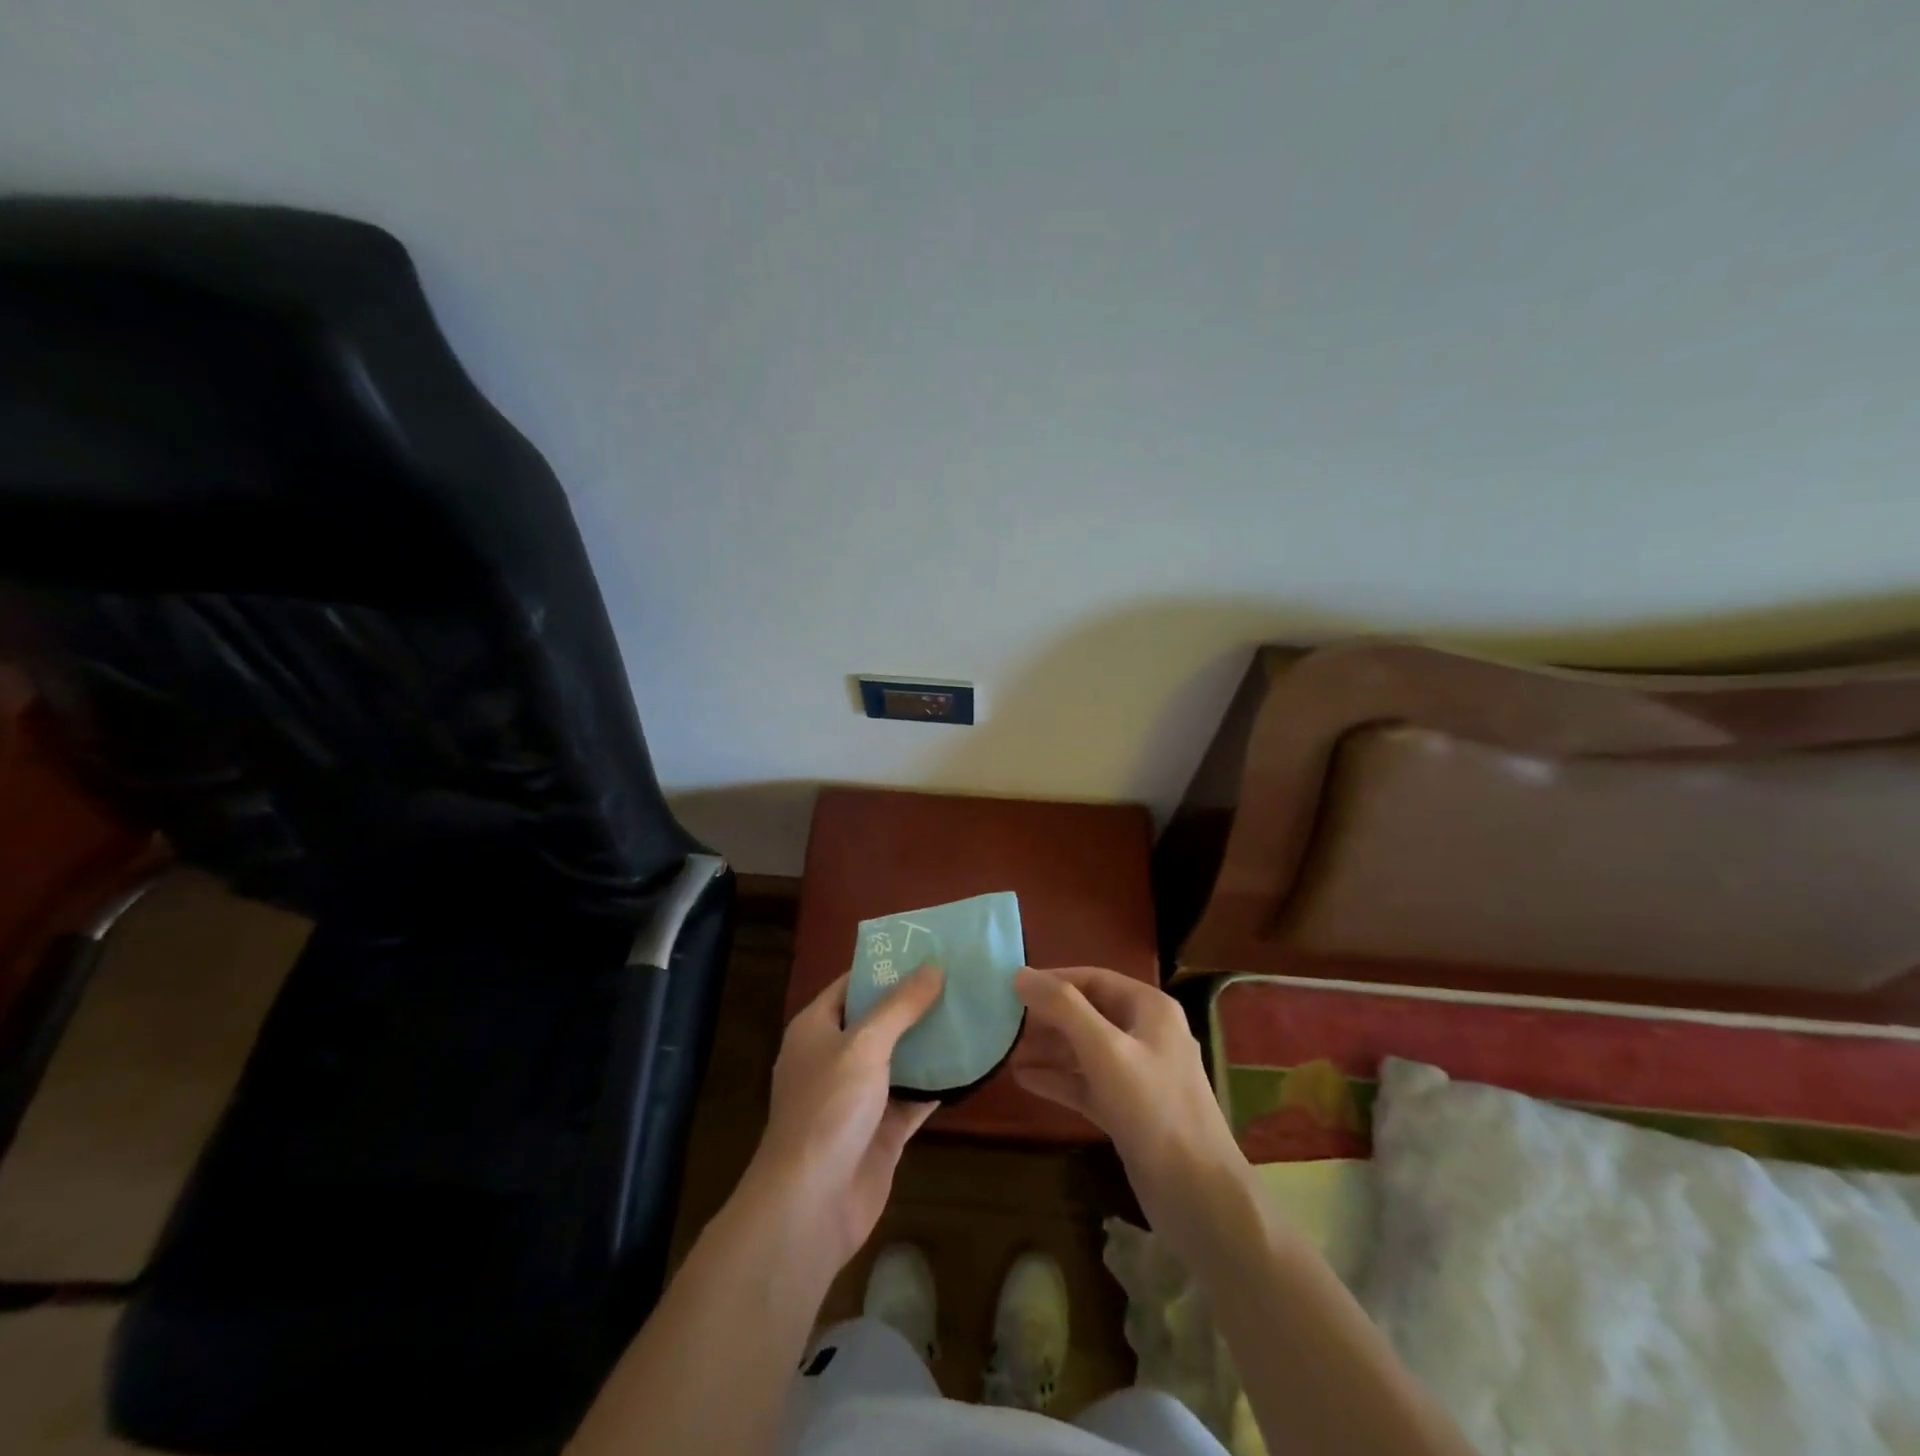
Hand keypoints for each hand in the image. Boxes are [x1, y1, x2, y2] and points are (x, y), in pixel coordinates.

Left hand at [748, 967, 944, 1269]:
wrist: (811, 1206)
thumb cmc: (829, 1109)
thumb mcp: (865, 1045)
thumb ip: (900, 1006)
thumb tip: (934, 966)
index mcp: (816, 1029)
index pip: (852, 984)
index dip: (886, 967)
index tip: (927, 950)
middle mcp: (835, 1057)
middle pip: (879, 1020)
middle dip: (915, 1002)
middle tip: (959, 978)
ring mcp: (858, 1096)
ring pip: (900, 1058)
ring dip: (930, 1041)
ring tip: (972, 1011)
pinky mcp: (881, 1130)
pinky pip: (914, 1097)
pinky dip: (938, 1083)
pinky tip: (971, 1063)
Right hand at [1011, 965, 1251, 1253]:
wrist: (1198, 1195)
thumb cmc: (1153, 1108)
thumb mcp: (1105, 1050)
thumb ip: (1063, 1008)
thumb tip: (1020, 974)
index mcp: (1149, 1008)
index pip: (1094, 979)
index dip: (1053, 980)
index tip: (1011, 987)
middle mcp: (1146, 1034)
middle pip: (1087, 1013)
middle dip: (1047, 1017)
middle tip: (1003, 1022)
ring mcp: (1138, 1074)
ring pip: (1085, 1050)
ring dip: (1048, 1049)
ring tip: (1005, 1050)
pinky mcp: (1128, 1109)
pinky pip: (1087, 1083)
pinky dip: (1059, 1079)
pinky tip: (1024, 1079)